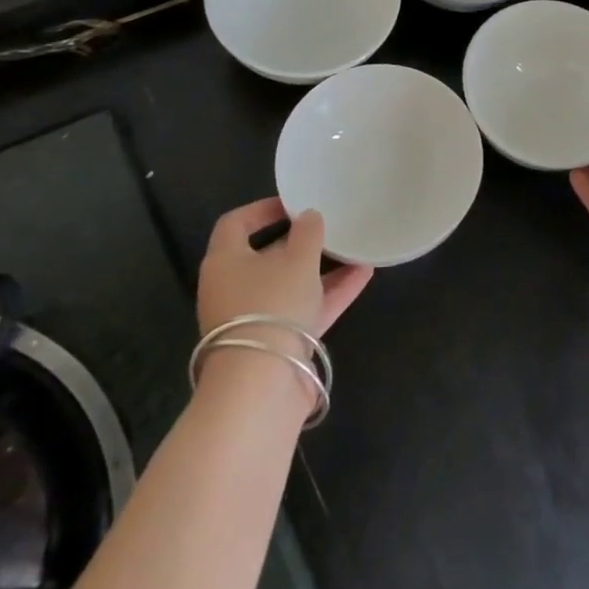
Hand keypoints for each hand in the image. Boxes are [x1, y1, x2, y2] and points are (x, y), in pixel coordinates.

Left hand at [196, 198, 372, 338]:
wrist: (262, 385)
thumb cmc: (272, 305)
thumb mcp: (297, 259)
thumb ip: (308, 233)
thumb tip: (309, 217)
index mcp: (225, 262)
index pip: (235, 224)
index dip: (262, 210)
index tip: (294, 204)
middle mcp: (233, 288)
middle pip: (265, 257)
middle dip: (299, 242)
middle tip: (327, 228)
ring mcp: (254, 318)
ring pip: (289, 284)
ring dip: (321, 268)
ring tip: (354, 250)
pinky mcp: (276, 343)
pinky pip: (304, 309)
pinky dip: (330, 293)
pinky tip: (363, 276)